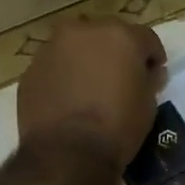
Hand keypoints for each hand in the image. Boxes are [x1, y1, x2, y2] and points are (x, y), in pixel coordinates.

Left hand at [17, 18, 166, 171]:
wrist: (67, 153)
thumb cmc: (118, 126)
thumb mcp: (148, 104)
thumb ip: (148, 79)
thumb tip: (147, 73)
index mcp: (120, 36)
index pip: (146, 38)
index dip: (152, 57)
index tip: (154, 74)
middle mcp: (84, 32)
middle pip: (107, 35)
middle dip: (116, 53)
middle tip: (121, 78)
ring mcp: (51, 49)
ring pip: (76, 48)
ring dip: (86, 61)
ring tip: (91, 89)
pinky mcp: (30, 70)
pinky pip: (55, 67)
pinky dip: (64, 77)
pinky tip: (69, 101)